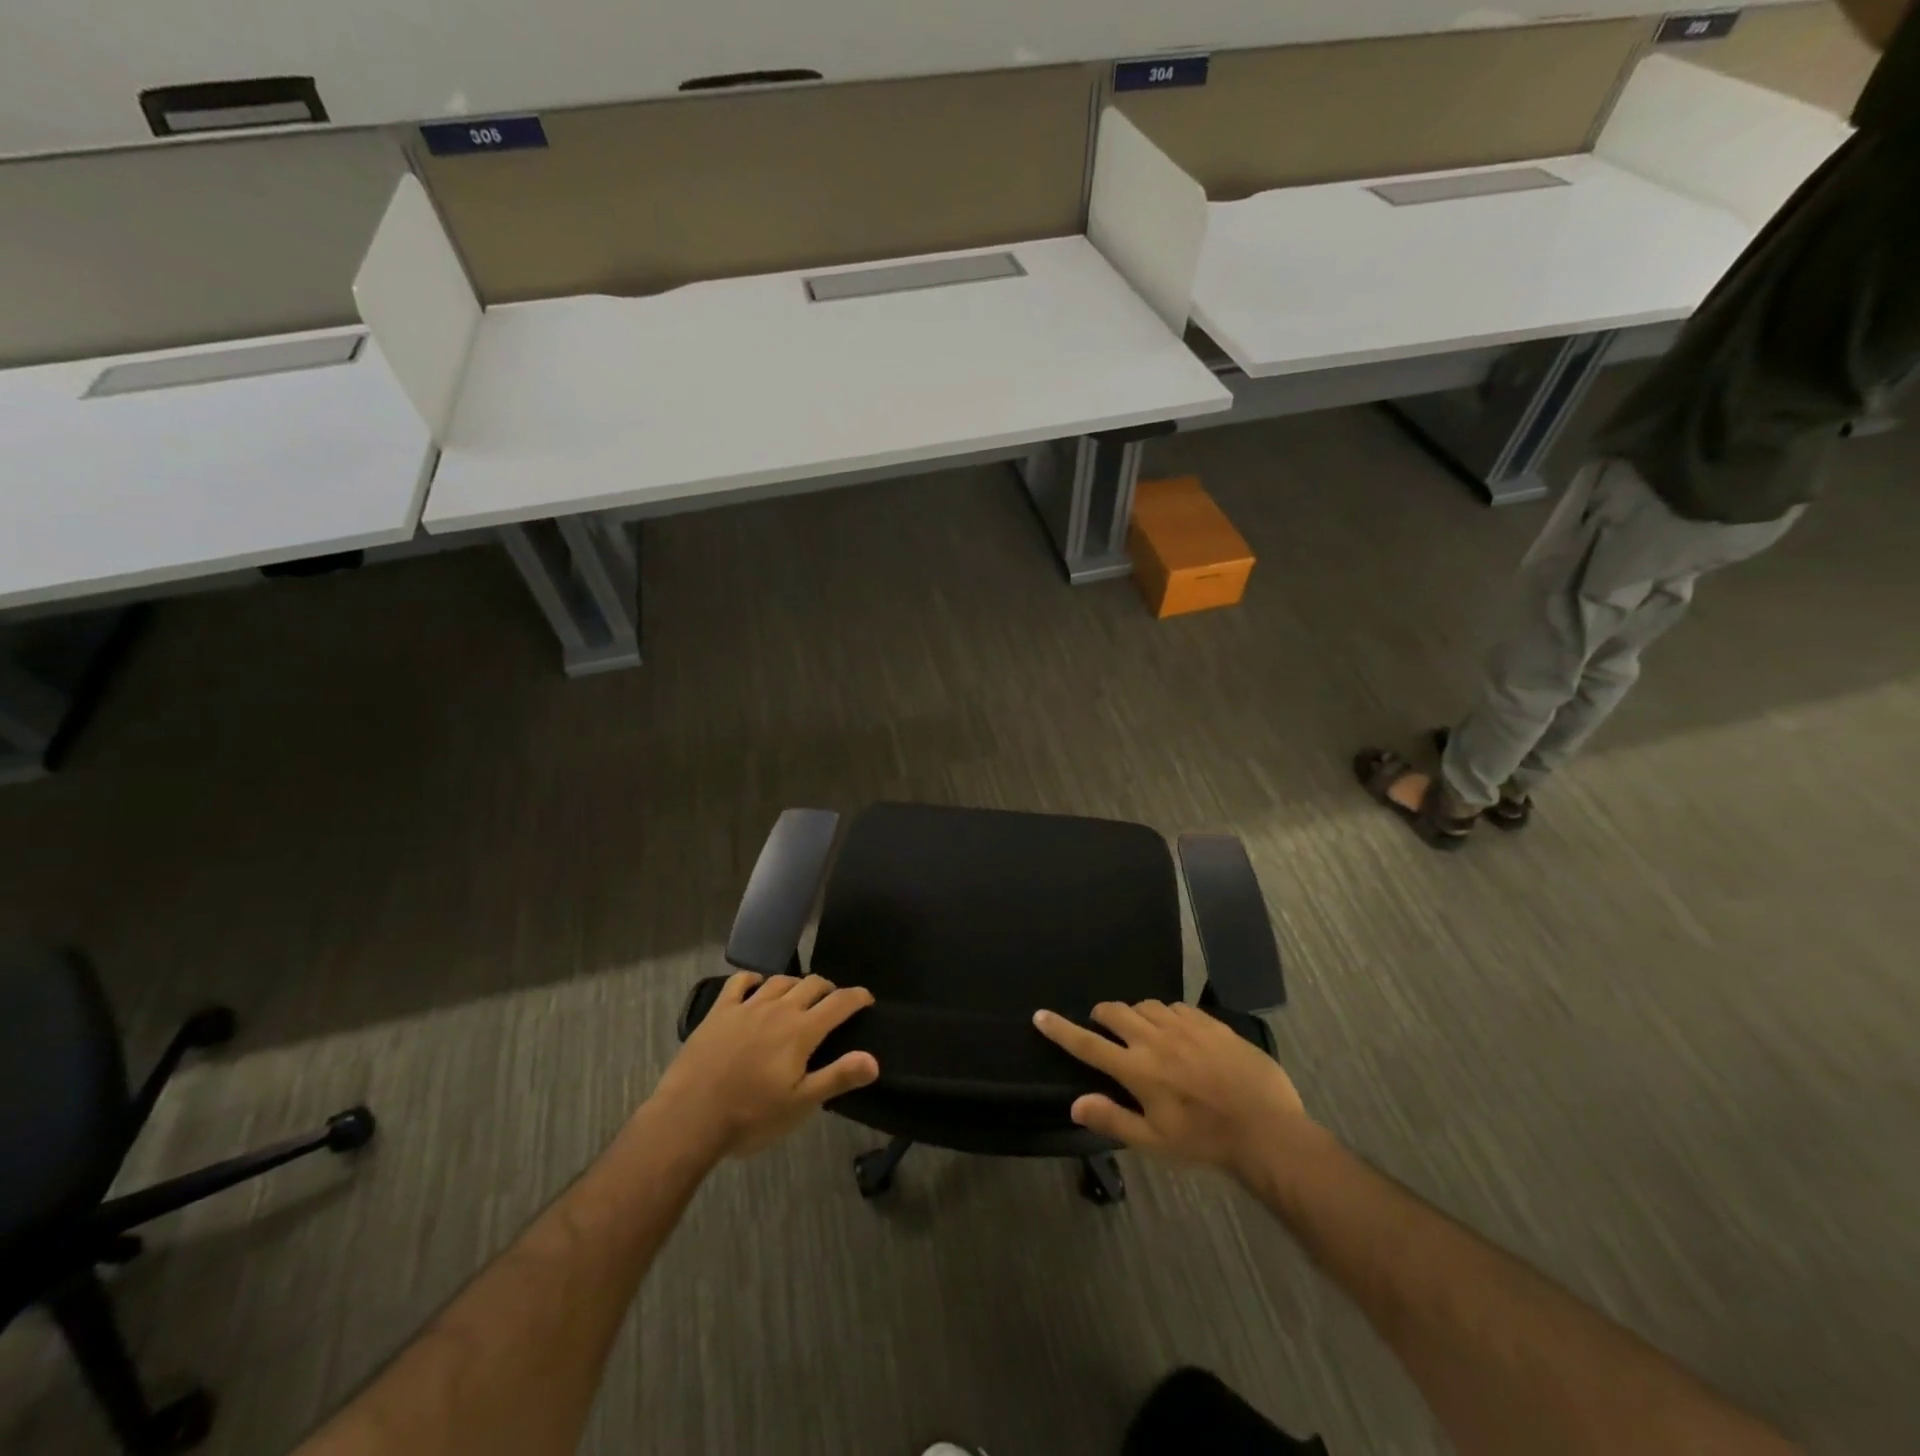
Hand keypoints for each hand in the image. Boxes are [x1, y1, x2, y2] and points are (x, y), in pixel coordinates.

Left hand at [651, 972, 878, 1157]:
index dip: (857, 997)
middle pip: (811, 984)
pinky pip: (740, 982)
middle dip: (828, 989)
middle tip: (832, 1002)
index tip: (866, 999)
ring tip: (798, 996)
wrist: (689, 1118)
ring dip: (795, 984)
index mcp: (801, 1031)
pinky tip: (756, 987)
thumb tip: (874, 1059)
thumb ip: (838, 1077)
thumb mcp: (800, 1105)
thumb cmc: (750, 1116)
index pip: (838, 1003)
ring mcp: (746, 1007)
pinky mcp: (719, 1011)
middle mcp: (778, 1009)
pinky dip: (753, 980)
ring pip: (779, 981)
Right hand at [1034, 1001, 1312, 1180]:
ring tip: (1142, 1031)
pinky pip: (1177, 1006)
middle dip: (1102, 1015)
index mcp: (1137, 1069)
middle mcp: (1155, 1039)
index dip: (1061, 1029)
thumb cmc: (1205, 1142)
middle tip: (1103, 1027)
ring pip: (1146, 1005)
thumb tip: (1075, 1104)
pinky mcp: (1210, 1022)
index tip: (1040, 1015)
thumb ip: (1113, 1119)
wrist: (1266, 1130)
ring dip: (1136, 1014)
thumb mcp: (1155, 1142)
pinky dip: (1167, 1014)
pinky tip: (1177, 1031)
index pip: (1088, 1044)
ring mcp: (1185, 1026)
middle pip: (1115, 1012)